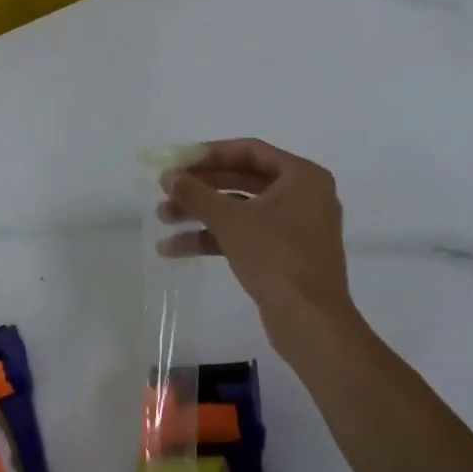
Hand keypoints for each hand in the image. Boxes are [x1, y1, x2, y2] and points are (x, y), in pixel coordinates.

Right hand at [158, 138, 356, 347]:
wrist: (309, 320)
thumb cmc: (275, 256)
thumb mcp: (230, 220)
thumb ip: (196, 193)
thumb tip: (167, 175)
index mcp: (302, 176)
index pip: (250, 151)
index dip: (211, 153)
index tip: (179, 160)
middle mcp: (303, 196)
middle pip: (243, 180)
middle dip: (202, 188)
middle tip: (167, 190)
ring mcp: (295, 228)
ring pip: (241, 210)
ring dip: (202, 213)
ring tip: (163, 218)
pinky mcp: (285, 256)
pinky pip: (246, 235)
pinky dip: (214, 238)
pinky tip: (176, 249)